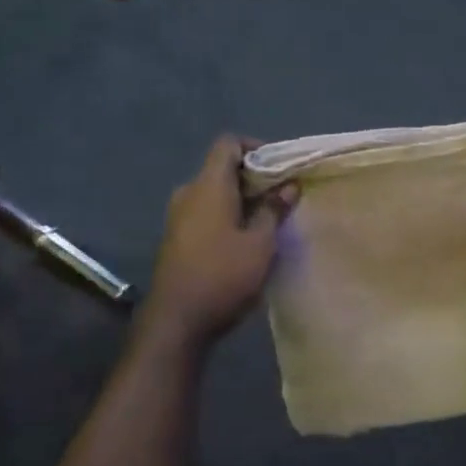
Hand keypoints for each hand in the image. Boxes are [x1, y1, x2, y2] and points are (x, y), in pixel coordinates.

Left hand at [144, 136, 298, 342]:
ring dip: (242, 199)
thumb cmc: (223, 275)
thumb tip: (289, 185)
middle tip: (283, 195)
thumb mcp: (261, 243)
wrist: (177, 322)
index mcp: (208, 185)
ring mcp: (178, 217)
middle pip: (222, 169)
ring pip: (215, 193)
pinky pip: (206, 213)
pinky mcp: (177, 239)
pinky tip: (247, 239)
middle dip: (255, 177)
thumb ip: (275, 209)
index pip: (228, 144)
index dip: (256, 147)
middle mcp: (189, 194)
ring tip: (270, 219)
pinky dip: (228, 216)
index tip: (280, 167)